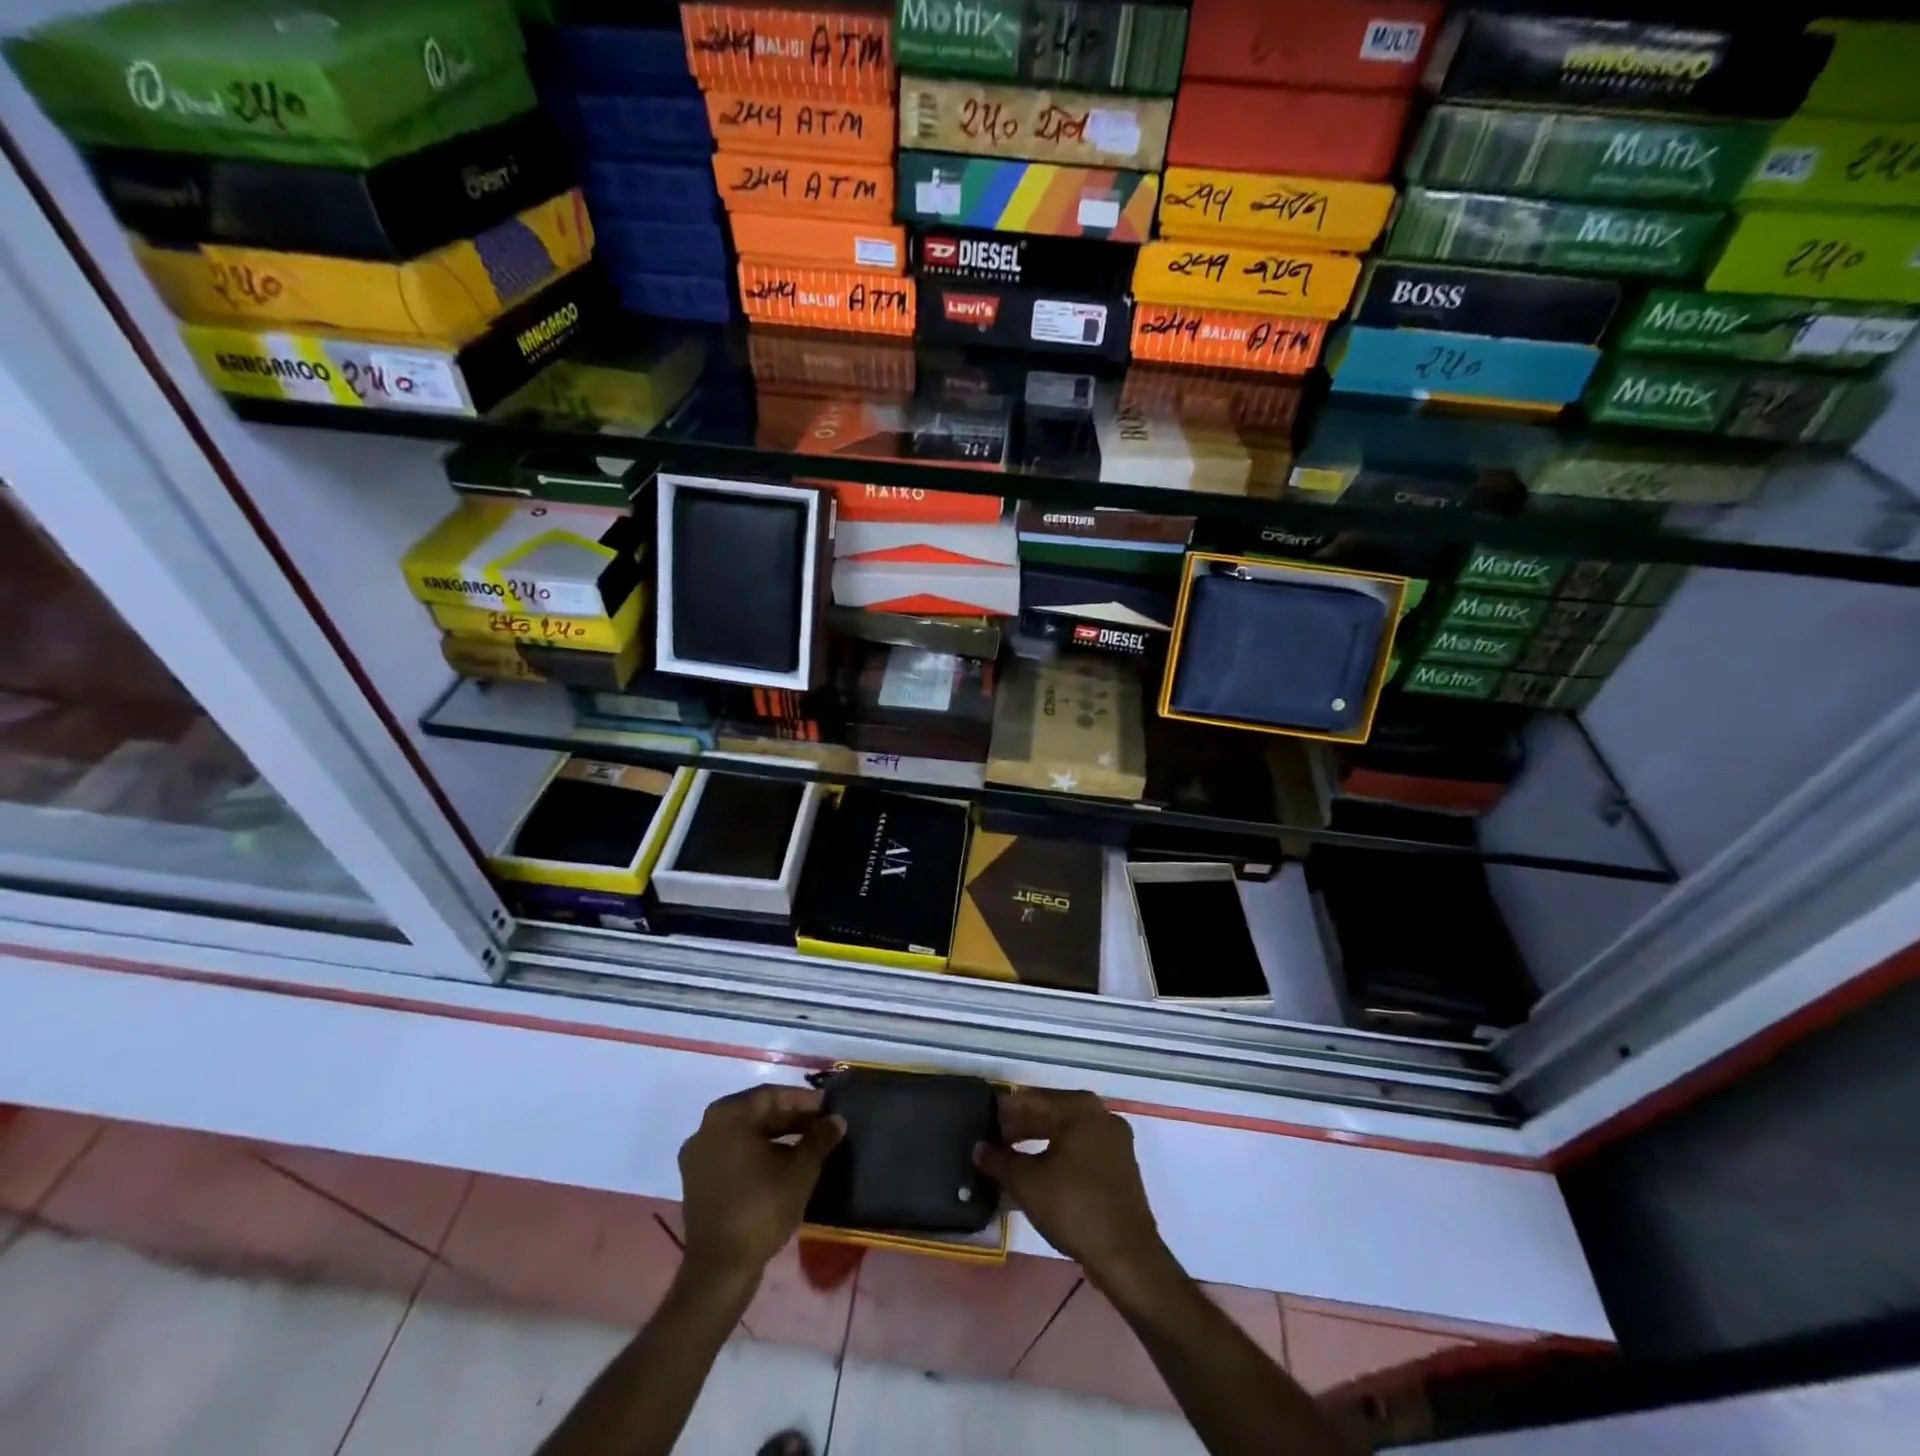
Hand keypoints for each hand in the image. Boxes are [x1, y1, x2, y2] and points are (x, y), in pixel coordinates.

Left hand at [677, 1085, 843, 1283]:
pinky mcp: (697, 1181)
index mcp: (727, 1116)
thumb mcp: (800, 1170)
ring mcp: (697, 1157)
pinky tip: (782, 1164)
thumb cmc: (761, 1208)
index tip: (827, 1107)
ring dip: (776, 1136)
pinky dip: (758, 1154)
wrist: (720, 1270)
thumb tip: (837, 1119)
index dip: (803, 1100)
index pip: (771, 1096)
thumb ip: (820, 1138)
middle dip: (790, 1118)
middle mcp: (706, 1129)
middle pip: (756, 1114)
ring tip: (807, 1144)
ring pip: (745, 1135)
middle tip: (821, 1125)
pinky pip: (733, 1154)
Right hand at [974, 1088, 1167, 1292]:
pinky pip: (1083, 1149)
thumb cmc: (1074, 1207)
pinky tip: (1040, 1171)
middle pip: (1052, 1112)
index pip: (1033, 1099)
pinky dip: (1059, 1154)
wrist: (1127, 1256)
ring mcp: (1115, 1140)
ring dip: (1039, 1140)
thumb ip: (998, 1160)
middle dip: (1022, 1125)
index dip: (1005, 1110)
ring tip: (1011, 1156)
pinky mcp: (1121, 1165)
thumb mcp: (1026, 1183)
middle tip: (994, 1139)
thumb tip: (978, 1148)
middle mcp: (1101, 1114)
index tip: (984, 1119)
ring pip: (1068, 1132)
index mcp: (1080, 1108)